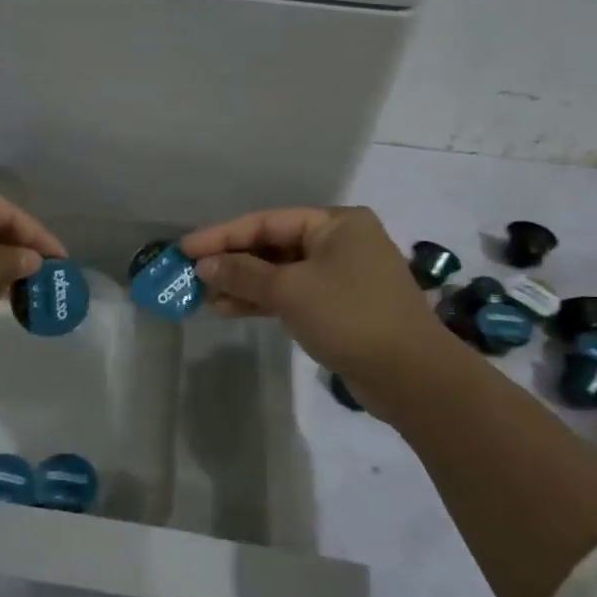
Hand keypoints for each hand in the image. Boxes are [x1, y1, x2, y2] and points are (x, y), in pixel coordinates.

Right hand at [180, 207, 445, 401]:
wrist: (411, 375)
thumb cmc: (350, 316)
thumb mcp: (290, 290)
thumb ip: (243, 274)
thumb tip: (204, 265)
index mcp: (336, 223)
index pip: (266, 221)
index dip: (222, 235)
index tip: (185, 248)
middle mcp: (340, 242)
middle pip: (273, 245)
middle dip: (233, 262)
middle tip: (192, 275)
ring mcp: (342, 275)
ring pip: (281, 272)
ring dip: (244, 284)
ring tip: (206, 298)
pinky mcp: (340, 306)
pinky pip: (293, 294)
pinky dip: (264, 301)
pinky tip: (232, 310)